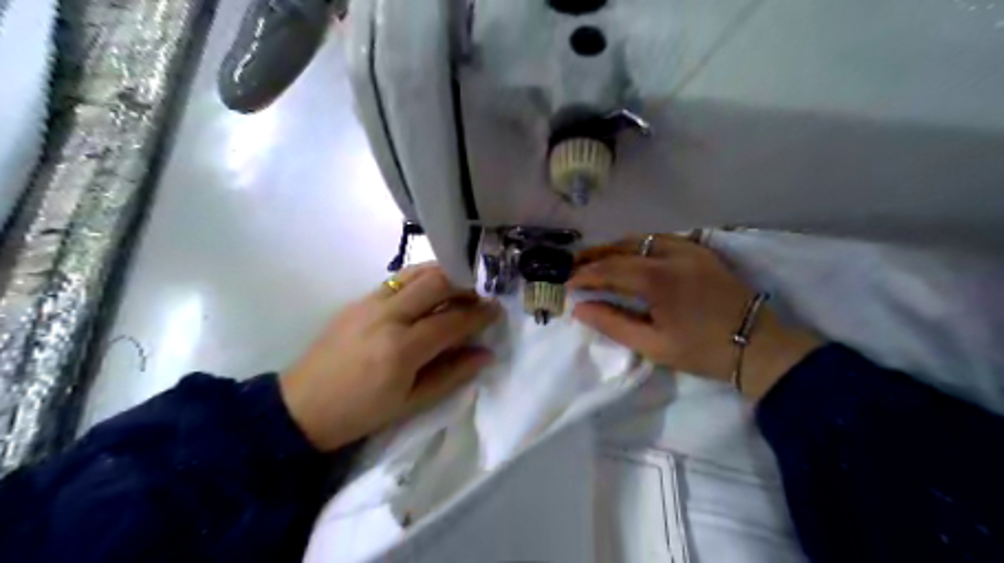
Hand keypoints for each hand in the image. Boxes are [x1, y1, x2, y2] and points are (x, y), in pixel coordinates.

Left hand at [280, 263, 498, 452]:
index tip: (497, 310)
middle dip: (465, 285)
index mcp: (401, 349)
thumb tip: (486, 354)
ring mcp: (370, 302)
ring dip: (444, 275)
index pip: (452, 320)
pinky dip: (421, 279)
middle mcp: (387, 316)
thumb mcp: (411, 403)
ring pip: (416, 273)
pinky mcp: (358, 299)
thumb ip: (452, 374)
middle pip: (436, 282)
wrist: (301, 406)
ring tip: (460, 288)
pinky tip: (429, 292)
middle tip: (480, 296)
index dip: (479, 314)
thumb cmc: (360, 413)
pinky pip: (398, 279)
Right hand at [567, 235, 818, 398]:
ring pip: (641, 238)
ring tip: (597, 260)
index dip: (584, 276)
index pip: (608, 270)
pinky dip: (639, 244)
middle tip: (573, 266)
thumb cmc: (702, 350)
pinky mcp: (701, 250)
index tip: (565, 284)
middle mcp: (670, 254)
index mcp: (656, 278)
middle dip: (594, 256)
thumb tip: (579, 309)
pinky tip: (632, 255)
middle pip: (621, 247)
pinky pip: (662, 238)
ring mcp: (689, 248)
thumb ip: (612, 323)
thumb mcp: (652, 345)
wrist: (758, 345)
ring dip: (615, 247)